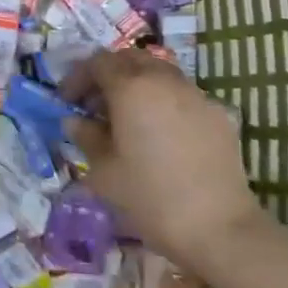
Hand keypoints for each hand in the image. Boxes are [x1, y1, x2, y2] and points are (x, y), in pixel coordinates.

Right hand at [64, 50, 263, 274]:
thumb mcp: (104, 171)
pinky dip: (164, 101)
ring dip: (138, 84)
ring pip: (159, 72)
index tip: (68, 102)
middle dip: (108, 74)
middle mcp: (163, 80)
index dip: (78, 78)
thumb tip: (75, 121)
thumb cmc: (151, 197)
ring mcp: (195, 94)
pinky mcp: (218, 114)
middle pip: (130, 59)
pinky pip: (183, 94)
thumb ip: (86, 137)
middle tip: (96, 104)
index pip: (97, 63)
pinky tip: (162, 134)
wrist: (220, 229)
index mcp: (131, 87)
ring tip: (129, 117)